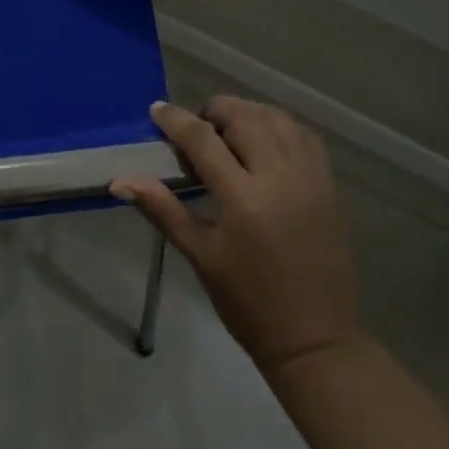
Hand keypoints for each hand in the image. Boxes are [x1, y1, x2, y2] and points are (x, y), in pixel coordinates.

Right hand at [112, 97, 359, 377]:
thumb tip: (120, 181)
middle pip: (244, 117)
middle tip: (196, 128)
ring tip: (228, 131)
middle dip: (214, 110)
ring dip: (248, 113)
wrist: (315, 338)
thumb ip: (163, 209)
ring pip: (277, 118)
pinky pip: (304, 135)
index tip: (157, 110)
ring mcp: (309, 177)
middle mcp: (279, 176)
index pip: (203, 139)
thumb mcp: (201, 256)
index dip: (176, 119)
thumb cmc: (249, 302)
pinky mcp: (328, 184)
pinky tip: (264, 139)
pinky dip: (280, 125)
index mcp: (243, 198)